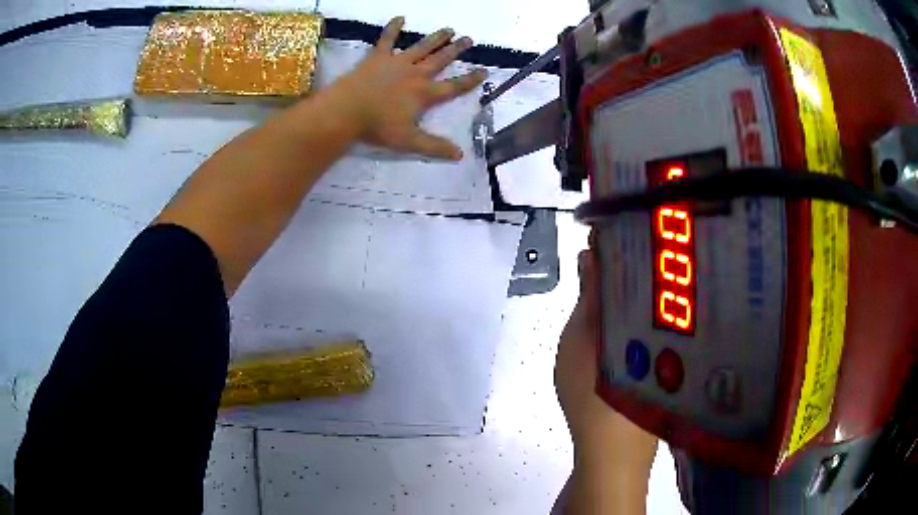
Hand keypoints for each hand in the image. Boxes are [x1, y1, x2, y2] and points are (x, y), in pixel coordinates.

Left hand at [333, 16, 486, 160]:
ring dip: (436, 38)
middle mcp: (415, 74)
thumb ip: (434, 147)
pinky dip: (394, 28)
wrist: (347, 111)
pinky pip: (387, 39)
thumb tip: (460, 155)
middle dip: (455, 50)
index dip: (470, 80)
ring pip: (421, 47)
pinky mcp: (378, 57)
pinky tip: (400, 17)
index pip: (453, 87)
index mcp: (424, 94)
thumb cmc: (377, 127)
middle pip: (440, 60)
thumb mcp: (409, 141)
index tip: (483, 71)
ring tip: (448, 29)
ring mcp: (397, 62)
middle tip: (469, 39)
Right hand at [555, 249, 657, 464]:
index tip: (610, 231)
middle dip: (633, 265)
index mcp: (657, 317)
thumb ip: (588, 296)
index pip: (652, 265)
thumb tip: (591, 252)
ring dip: (636, 292)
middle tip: (608, 256)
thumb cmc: (592, 397)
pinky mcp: (670, 367)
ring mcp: (676, 351)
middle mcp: (674, 329)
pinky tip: (628, 323)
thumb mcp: (579, 342)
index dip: (629, 243)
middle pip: (658, 285)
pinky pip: (658, 331)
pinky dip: (640, 319)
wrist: (610, 456)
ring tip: (615, 282)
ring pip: (657, 309)